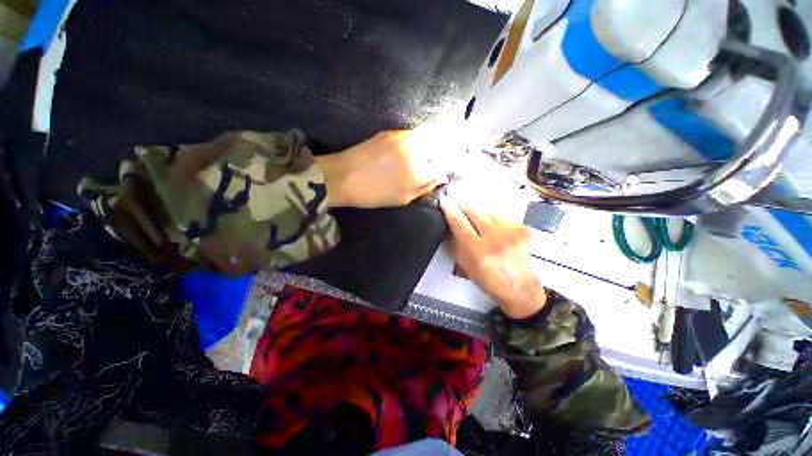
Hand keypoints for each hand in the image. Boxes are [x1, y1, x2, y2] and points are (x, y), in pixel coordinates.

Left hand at [315, 131, 441, 207]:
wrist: (342, 176)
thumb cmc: (373, 193)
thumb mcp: (402, 199)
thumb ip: (425, 187)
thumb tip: (440, 178)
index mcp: (418, 170)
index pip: (445, 164)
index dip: (450, 167)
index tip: (448, 171)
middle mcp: (414, 149)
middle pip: (443, 140)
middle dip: (448, 148)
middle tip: (443, 159)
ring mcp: (402, 136)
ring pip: (429, 132)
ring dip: (435, 141)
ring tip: (431, 153)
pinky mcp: (390, 131)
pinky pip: (414, 132)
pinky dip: (421, 139)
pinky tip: (414, 149)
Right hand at [440, 196, 546, 318]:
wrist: (518, 286)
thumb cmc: (487, 278)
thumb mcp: (464, 264)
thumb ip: (455, 242)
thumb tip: (449, 222)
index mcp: (477, 251)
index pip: (459, 222)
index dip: (449, 208)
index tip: (444, 199)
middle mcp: (495, 239)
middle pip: (474, 210)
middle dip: (462, 203)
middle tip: (456, 200)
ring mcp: (510, 232)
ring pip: (487, 209)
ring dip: (477, 208)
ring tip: (473, 213)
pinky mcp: (522, 229)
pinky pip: (501, 214)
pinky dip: (492, 214)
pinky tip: (490, 222)